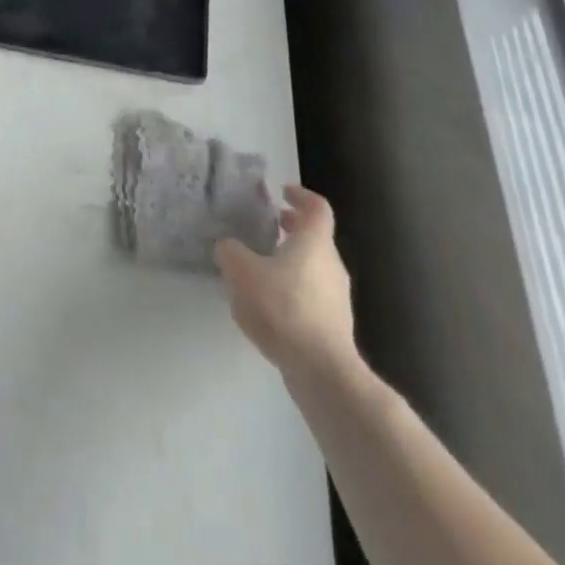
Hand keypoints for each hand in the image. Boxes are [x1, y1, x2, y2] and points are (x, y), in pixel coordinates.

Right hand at [215, 184, 357, 374]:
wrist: (322, 371)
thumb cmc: (283, 308)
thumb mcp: (242, 272)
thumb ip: (230, 252)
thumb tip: (227, 246)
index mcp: (314, 242)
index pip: (317, 207)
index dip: (301, 196)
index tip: (282, 192)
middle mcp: (332, 264)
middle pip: (316, 238)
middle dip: (292, 229)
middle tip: (269, 226)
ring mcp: (337, 298)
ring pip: (314, 268)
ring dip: (292, 261)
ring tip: (262, 268)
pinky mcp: (334, 327)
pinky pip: (313, 296)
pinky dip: (294, 290)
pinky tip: (270, 306)